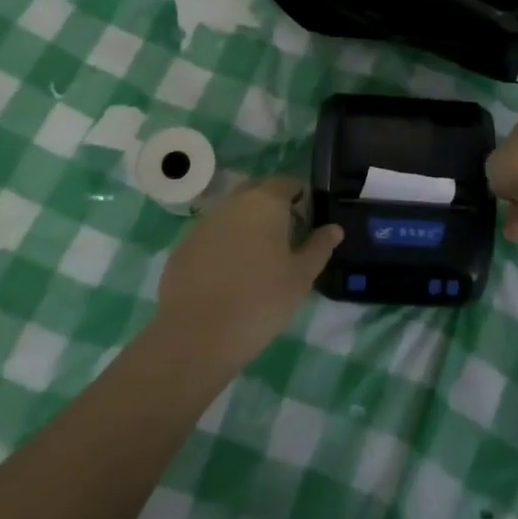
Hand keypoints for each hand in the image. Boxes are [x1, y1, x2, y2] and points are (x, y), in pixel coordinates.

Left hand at [151, 177, 341, 369]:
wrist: (196, 336)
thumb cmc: (260, 301)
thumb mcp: (300, 277)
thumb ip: (319, 247)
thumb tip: (334, 228)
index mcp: (265, 202)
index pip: (287, 182)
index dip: (300, 197)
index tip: (308, 221)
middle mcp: (232, 203)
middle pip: (257, 192)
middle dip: (272, 207)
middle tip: (285, 238)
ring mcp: (204, 222)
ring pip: (232, 212)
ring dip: (246, 225)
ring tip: (257, 259)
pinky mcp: (183, 245)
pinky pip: (212, 234)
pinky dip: (224, 243)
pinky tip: (229, 274)